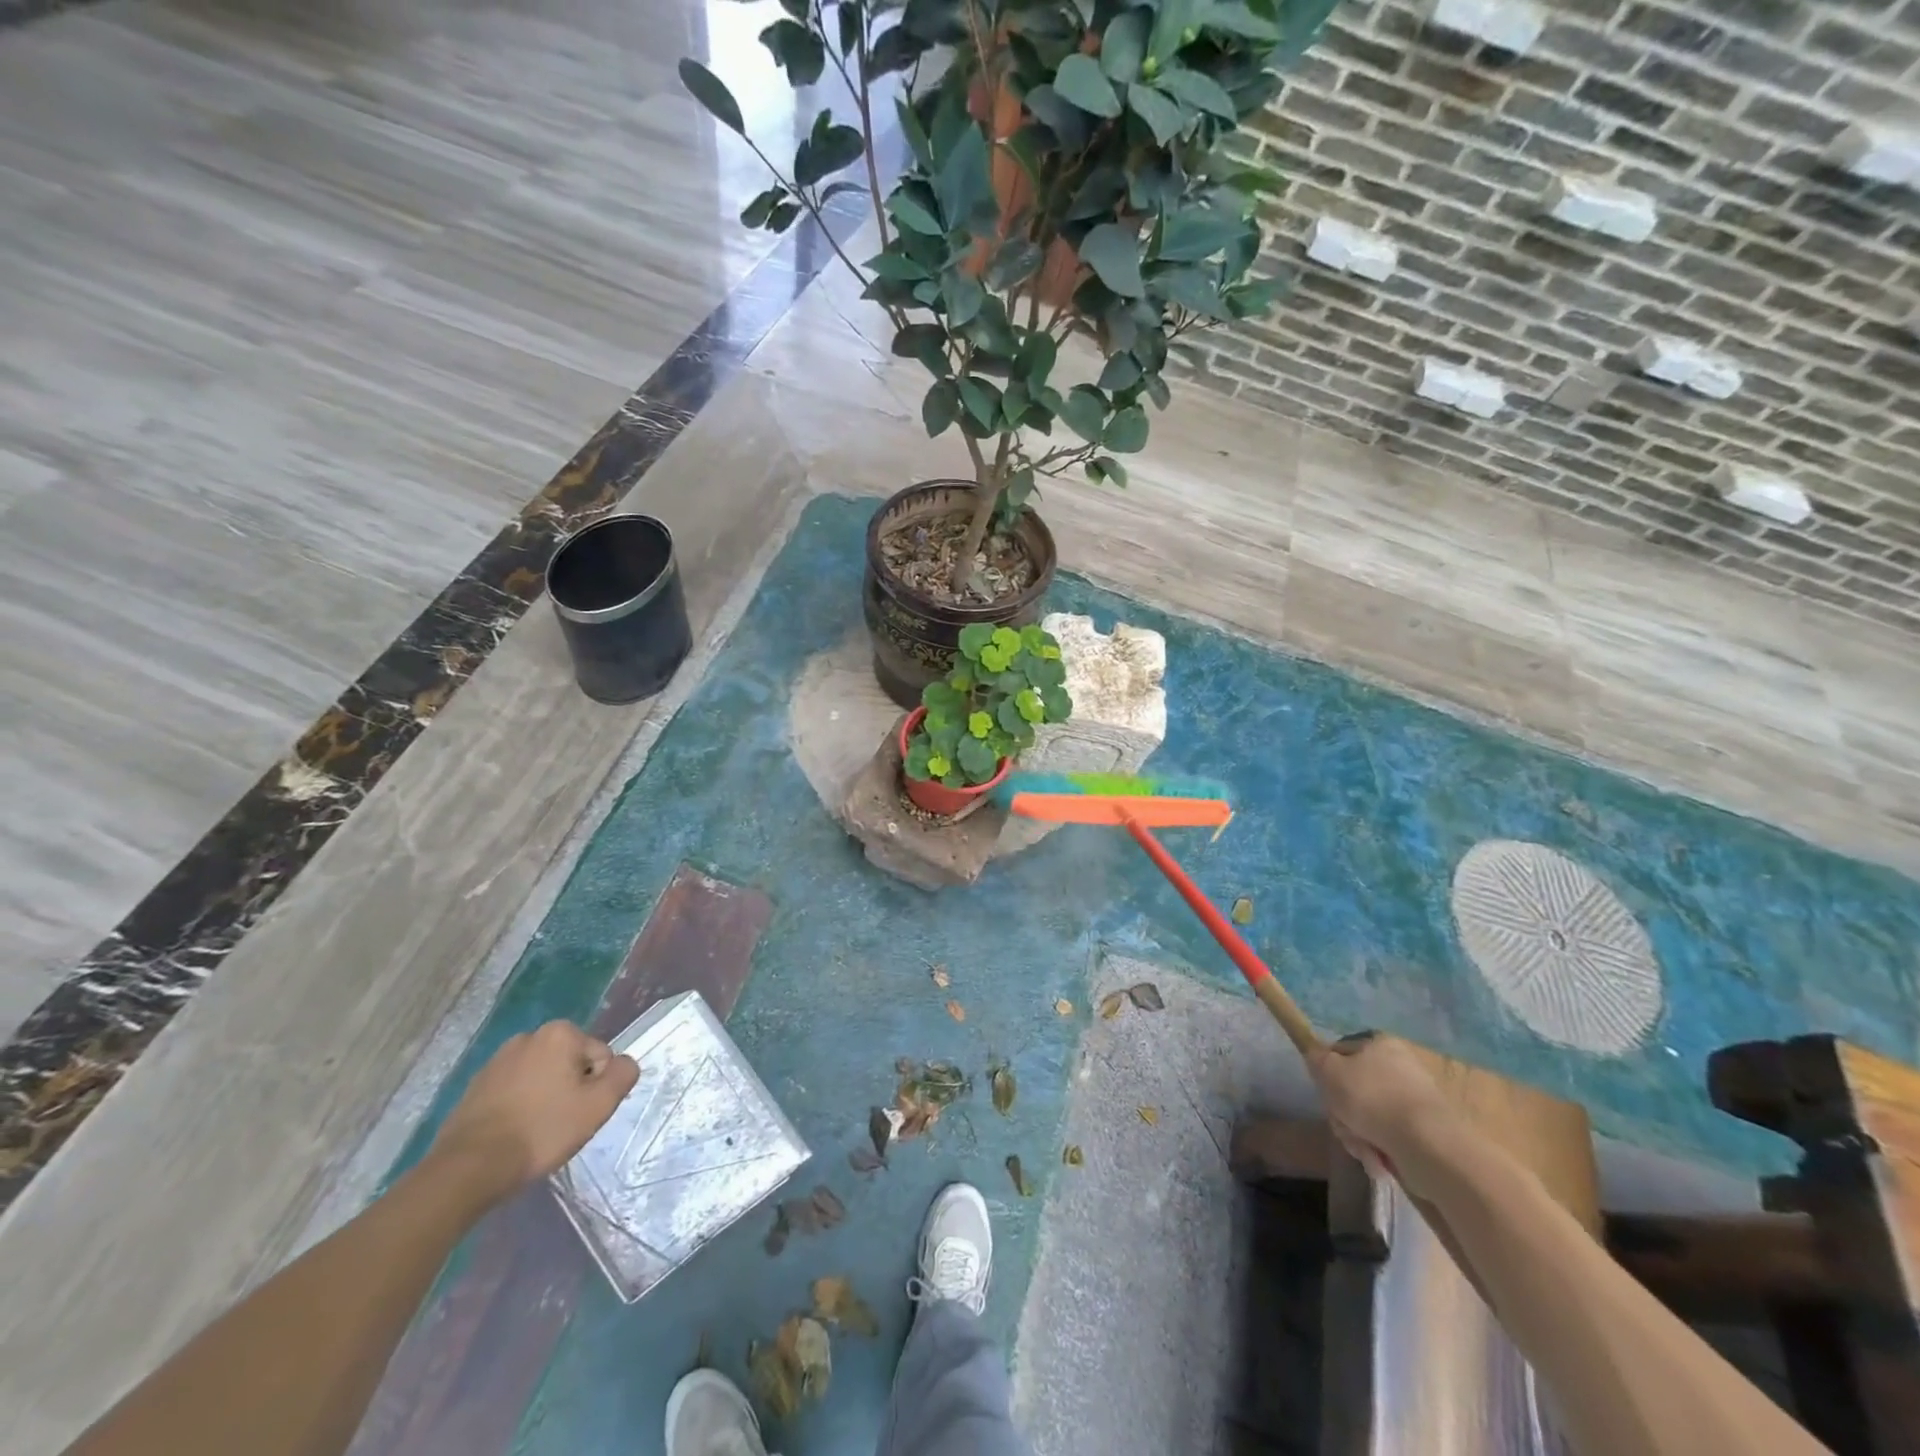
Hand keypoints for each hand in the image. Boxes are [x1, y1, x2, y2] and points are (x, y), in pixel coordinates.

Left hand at [430, 1021, 638, 1200]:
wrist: (469, 1167)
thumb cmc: (542, 1130)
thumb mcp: (599, 1105)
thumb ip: (623, 1074)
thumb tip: (624, 1063)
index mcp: (560, 1033)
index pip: (600, 1056)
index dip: (596, 1087)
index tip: (579, 1113)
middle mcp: (528, 1037)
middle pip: (570, 1063)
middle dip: (571, 1089)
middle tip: (561, 1123)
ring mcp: (497, 1060)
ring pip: (541, 1076)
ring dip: (545, 1097)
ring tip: (536, 1131)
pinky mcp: (475, 1086)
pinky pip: (514, 1090)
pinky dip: (519, 1105)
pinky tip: (513, 1133)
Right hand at [1307, 1031, 1449, 1186]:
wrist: (1427, 1146)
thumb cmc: (1371, 1098)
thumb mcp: (1327, 1070)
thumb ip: (1315, 1058)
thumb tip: (1317, 1058)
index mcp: (1380, 1044)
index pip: (1339, 1052)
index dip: (1326, 1074)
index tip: (1325, 1092)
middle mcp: (1399, 1067)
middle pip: (1352, 1088)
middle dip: (1342, 1112)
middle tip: (1343, 1123)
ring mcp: (1413, 1101)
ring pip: (1366, 1116)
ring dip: (1356, 1134)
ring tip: (1363, 1147)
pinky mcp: (1424, 1132)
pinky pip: (1387, 1136)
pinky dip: (1378, 1149)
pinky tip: (1379, 1159)